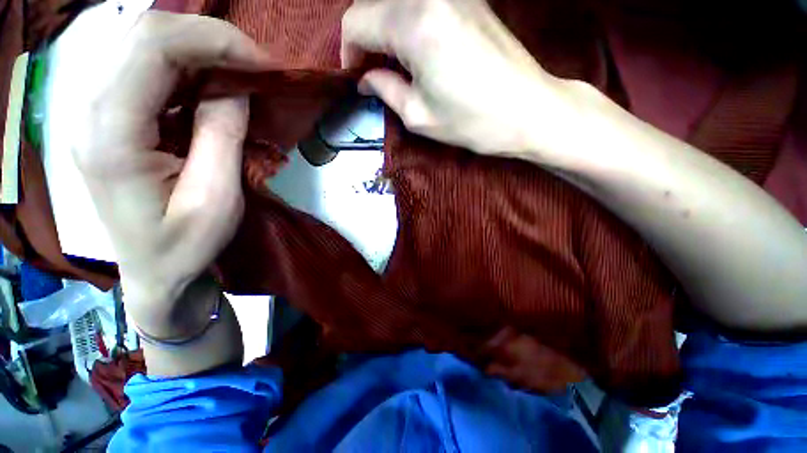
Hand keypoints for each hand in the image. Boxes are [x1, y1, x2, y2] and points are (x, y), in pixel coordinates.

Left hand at [73, 12, 272, 336]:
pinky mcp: (112, 117)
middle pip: (144, 34)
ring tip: (241, 77)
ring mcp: (97, 111)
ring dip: (201, 52)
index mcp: (110, 134)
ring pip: (145, 45)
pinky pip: (149, 70)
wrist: (155, 274)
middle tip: (257, 68)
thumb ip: (222, 136)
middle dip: (210, 40)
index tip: (265, 66)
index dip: (215, 41)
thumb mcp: (216, 199)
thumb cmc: (185, 247)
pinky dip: (190, 69)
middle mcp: (91, 110)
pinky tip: (215, 90)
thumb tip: (235, 89)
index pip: (152, 47)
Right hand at [341, 0, 581, 158]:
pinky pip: (422, 3)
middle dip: (364, 38)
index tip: (355, 78)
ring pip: (396, 1)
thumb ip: (385, 90)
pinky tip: (414, 50)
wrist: (528, 110)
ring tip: (392, 64)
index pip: (356, 21)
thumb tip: (365, 79)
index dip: (348, 52)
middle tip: (371, 72)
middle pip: (373, 3)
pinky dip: (407, 23)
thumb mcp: (419, 115)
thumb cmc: (472, 121)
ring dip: (385, 29)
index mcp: (414, 24)